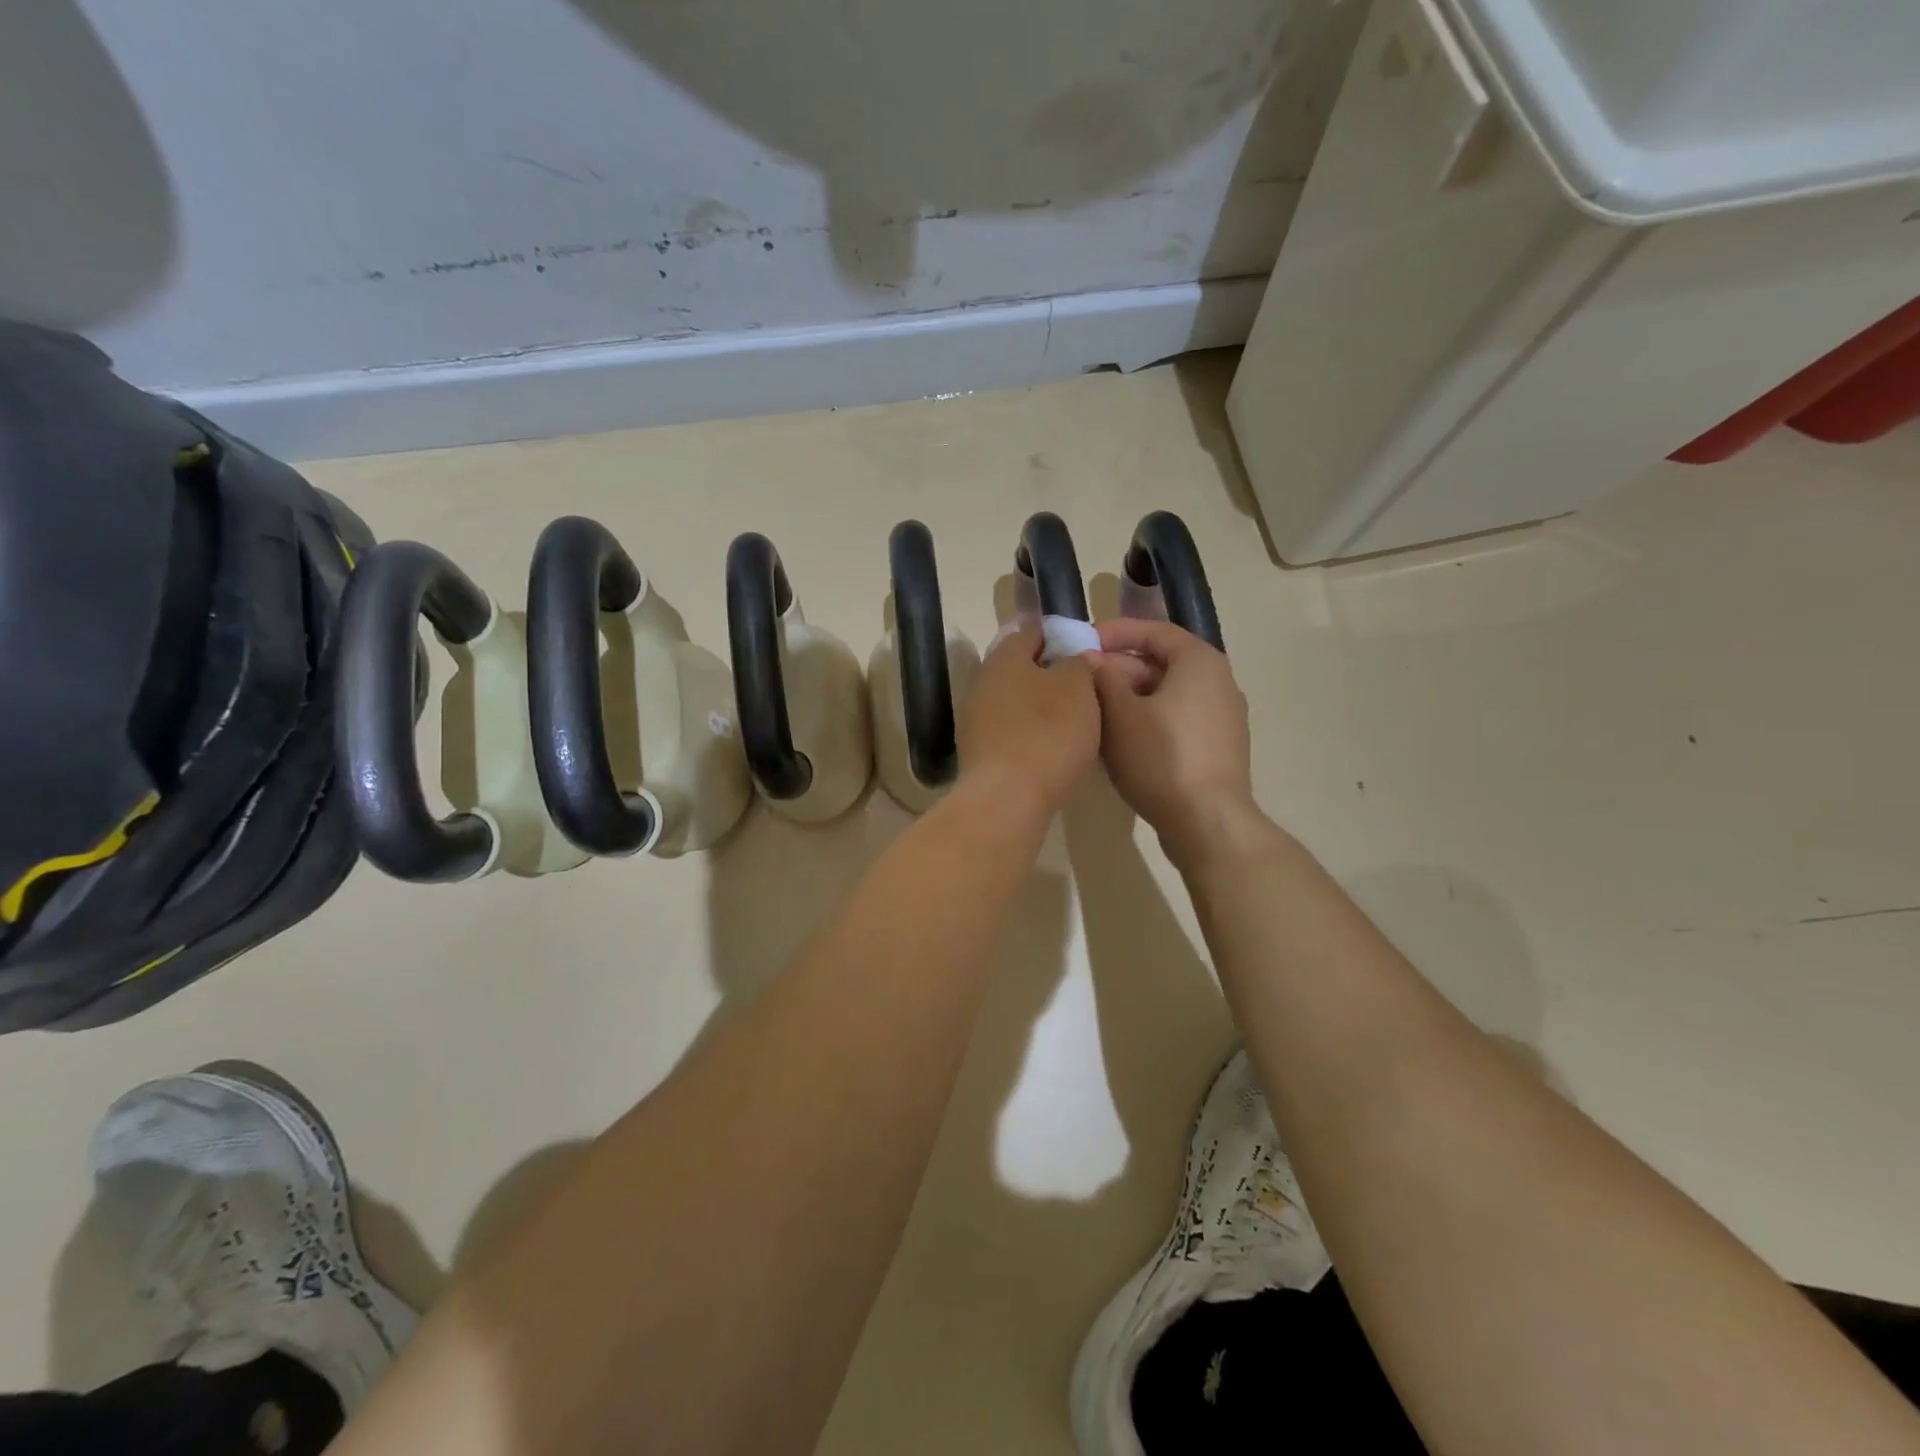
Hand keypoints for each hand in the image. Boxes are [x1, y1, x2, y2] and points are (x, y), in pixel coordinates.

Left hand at [957, 624, 1100, 821]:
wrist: (1007, 799)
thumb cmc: (1048, 733)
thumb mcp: (1078, 688)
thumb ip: (1078, 664)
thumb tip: (1073, 657)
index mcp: (1004, 656)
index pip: (1033, 632)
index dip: (1061, 637)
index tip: (1086, 651)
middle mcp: (982, 681)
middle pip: (1020, 668)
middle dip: (1049, 674)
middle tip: (1083, 689)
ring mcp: (974, 719)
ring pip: (1014, 701)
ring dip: (1039, 707)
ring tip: (1073, 721)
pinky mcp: (977, 752)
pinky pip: (1008, 731)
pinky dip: (1029, 733)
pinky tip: (1050, 748)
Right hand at [1090, 618, 1264, 870]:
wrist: (1207, 822)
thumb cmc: (1161, 757)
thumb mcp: (1120, 714)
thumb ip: (1103, 679)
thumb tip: (1091, 659)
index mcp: (1199, 662)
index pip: (1153, 631)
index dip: (1114, 633)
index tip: (1081, 643)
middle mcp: (1218, 681)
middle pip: (1160, 664)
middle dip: (1117, 670)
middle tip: (1080, 682)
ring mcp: (1221, 717)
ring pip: (1165, 695)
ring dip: (1128, 698)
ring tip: (1092, 711)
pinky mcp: (1217, 748)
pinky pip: (1176, 720)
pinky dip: (1146, 720)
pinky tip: (1118, 741)